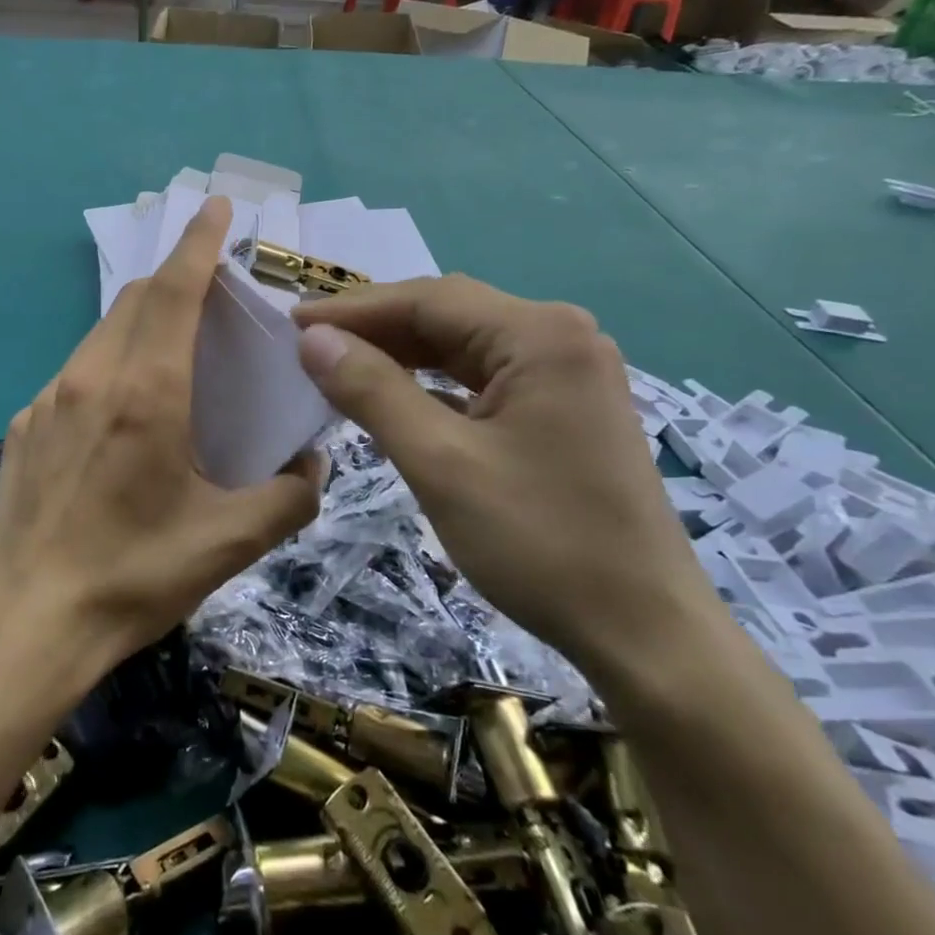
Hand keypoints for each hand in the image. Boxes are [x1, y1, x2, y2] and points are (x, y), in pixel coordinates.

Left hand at [0, 195, 322, 685]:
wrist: (29, 621)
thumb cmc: (133, 576)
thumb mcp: (228, 543)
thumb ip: (288, 497)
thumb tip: (311, 466)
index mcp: (146, 393)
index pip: (175, 290)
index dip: (200, 242)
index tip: (216, 208)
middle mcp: (92, 379)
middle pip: (137, 299)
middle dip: (176, 277)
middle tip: (212, 289)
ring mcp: (49, 399)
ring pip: (103, 332)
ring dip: (142, 319)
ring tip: (173, 347)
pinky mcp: (25, 424)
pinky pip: (76, 371)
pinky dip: (110, 363)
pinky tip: (122, 409)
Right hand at [292, 276, 719, 679]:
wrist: (645, 634)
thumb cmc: (540, 543)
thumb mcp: (440, 463)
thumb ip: (372, 391)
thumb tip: (312, 339)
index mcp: (540, 335)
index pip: (426, 300)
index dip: (352, 309)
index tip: (290, 322)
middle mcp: (560, 337)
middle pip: (447, 314)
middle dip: (374, 328)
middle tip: (306, 344)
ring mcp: (566, 373)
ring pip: (462, 345)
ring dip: (400, 354)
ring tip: (337, 364)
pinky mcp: (562, 408)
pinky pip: (481, 378)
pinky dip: (431, 383)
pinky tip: (393, 396)